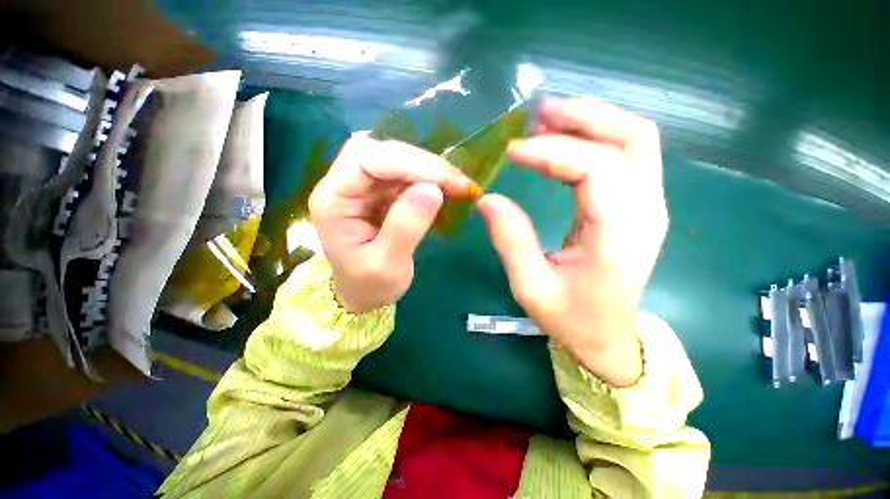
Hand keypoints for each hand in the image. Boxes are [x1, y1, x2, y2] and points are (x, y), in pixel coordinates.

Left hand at [310, 135, 479, 312]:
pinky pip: (408, 174)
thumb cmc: (369, 284)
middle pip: (383, 151)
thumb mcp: (386, 265)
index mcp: (333, 199)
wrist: (364, 294)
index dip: (407, 164)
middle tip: (457, 182)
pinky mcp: (382, 192)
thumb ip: (405, 228)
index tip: (443, 182)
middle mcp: (344, 184)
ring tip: (459, 186)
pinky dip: (431, 178)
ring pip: (398, 158)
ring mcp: (365, 186)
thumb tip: (433, 189)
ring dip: (431, 169)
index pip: (366, 159)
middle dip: (423, 163)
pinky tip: (448, 189)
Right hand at [478, 98, 666, 386]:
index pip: (597, 169)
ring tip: (548, 120)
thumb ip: (511, 241)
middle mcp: (646, 212)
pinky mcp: (639, 205)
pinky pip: (627, 155)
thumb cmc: (570, 317)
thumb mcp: (531, 287)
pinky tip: (563, 140)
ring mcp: (649, 205)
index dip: (553, 152)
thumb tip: (489, 198)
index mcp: (619, 237)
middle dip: (585, 116)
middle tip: (538, 114)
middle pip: (633, 138)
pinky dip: (596, 137)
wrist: (607, 336)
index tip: (513, 152)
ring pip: (635, 139)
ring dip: (593, 120)